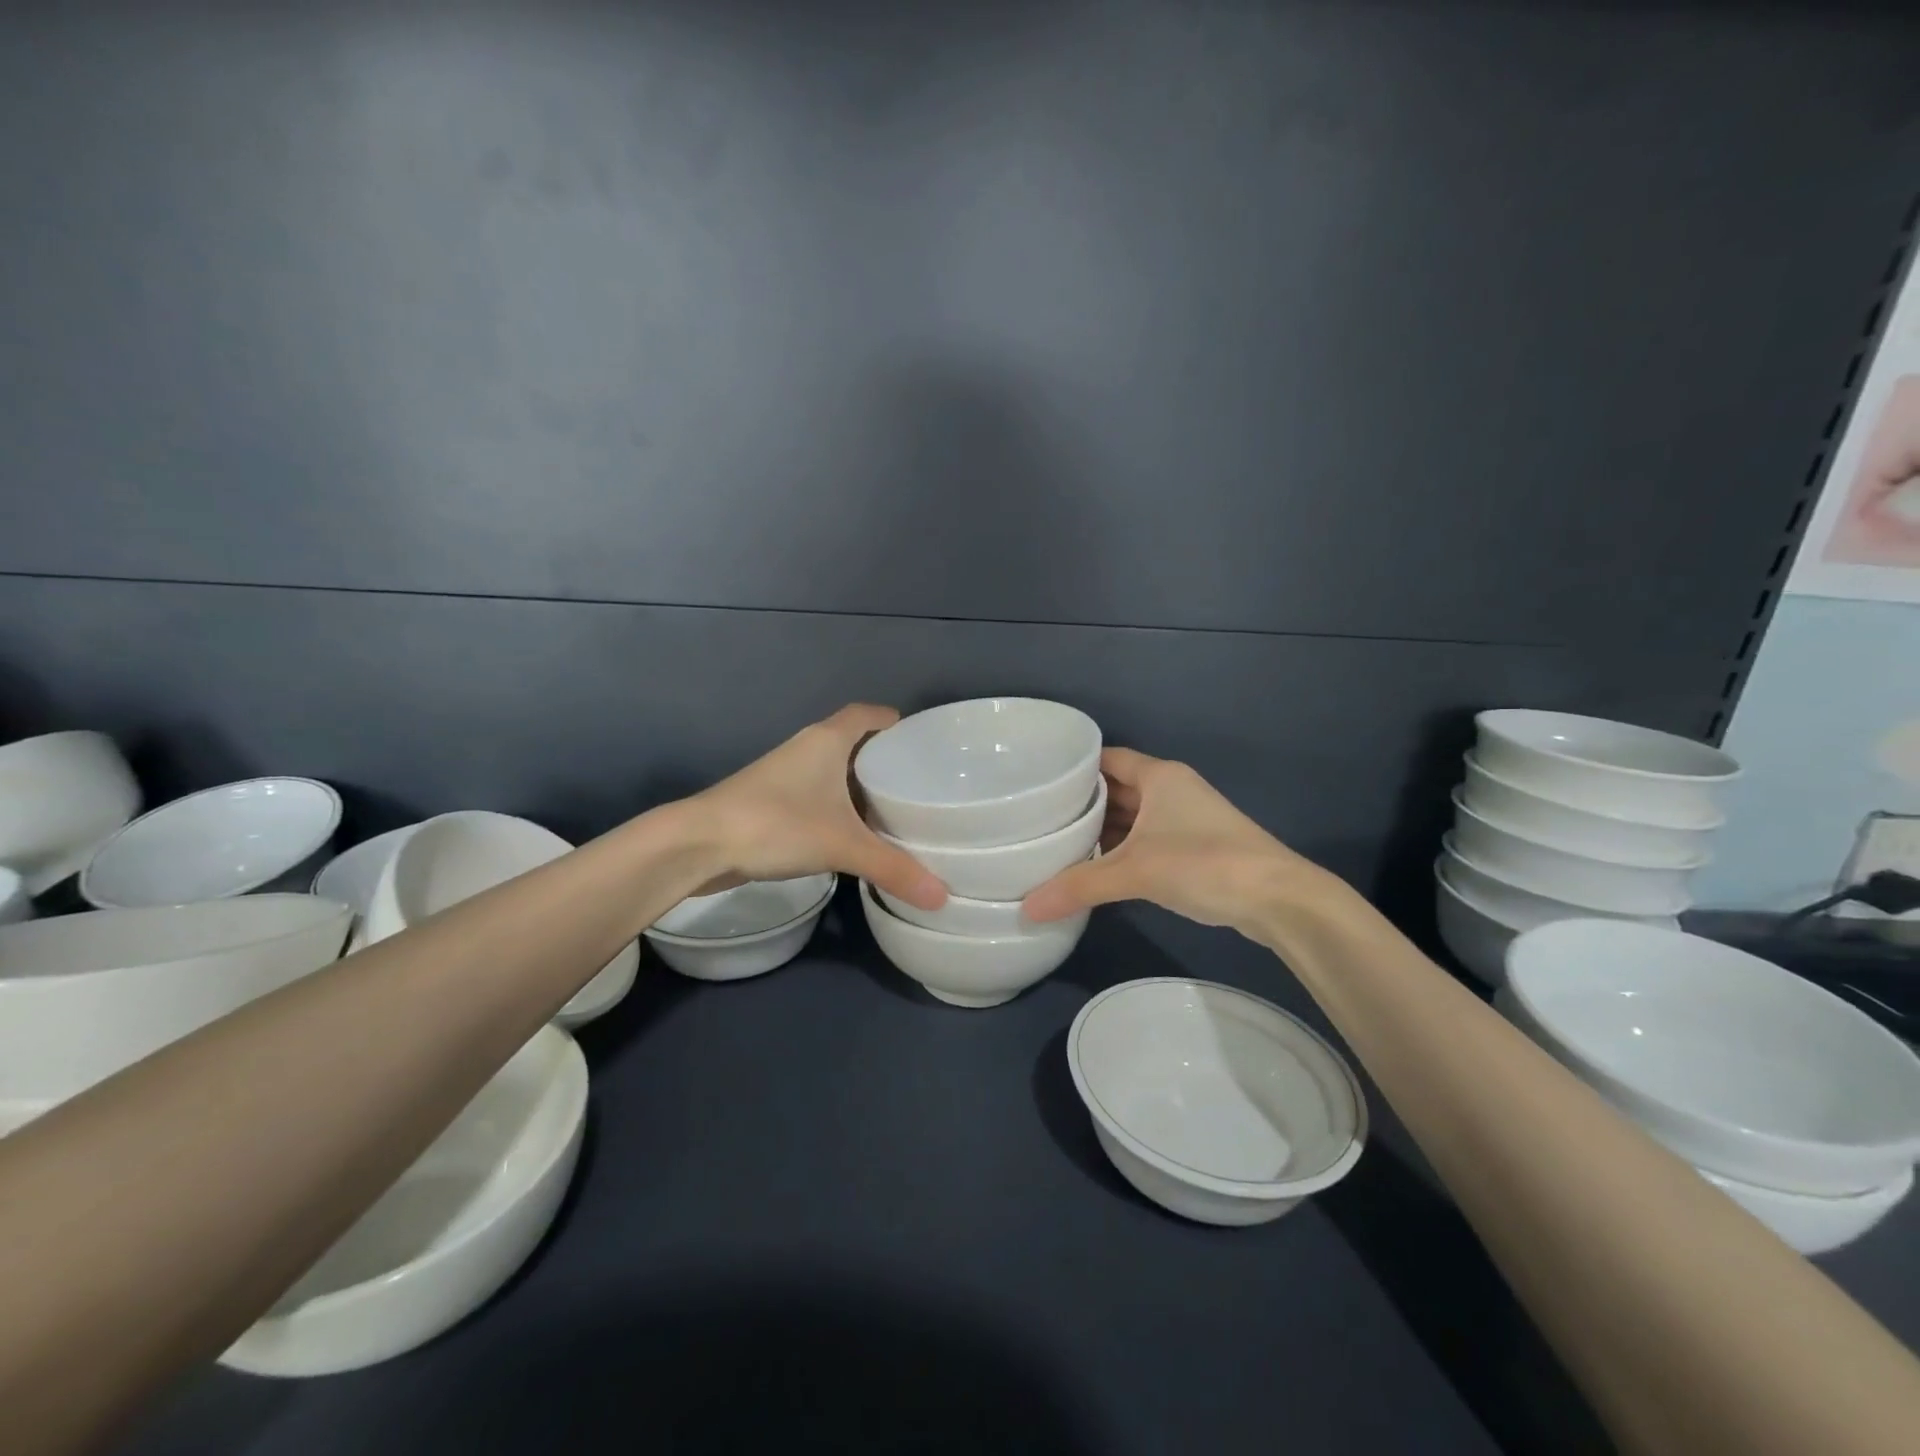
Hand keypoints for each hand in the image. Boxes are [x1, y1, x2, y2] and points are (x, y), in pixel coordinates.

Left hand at [685, 704, 947, 908]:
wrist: (698, 843)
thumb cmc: (776, 825)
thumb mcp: (842, 845)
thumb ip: (893, 869)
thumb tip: (943, 897)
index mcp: (827, 739)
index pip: (868, 714)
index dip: (895, 723)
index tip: (922, 744)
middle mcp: (807, 747)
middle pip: (854, 740)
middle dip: (884, 758)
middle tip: (918, 783)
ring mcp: (785, 773)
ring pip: (833, 768)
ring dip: (859, 784)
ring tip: (894, 809)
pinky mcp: (771, 799)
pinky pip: (817, 792)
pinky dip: (838, 804)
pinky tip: (853, 831)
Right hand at [1021, 747, 1346, 935]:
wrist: (1278, 899)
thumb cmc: (1204, 863)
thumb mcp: (1136, 871)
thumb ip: (1079, 886)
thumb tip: (1026, 909)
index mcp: (1159, 776)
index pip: (1106, 758)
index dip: (1073, 768)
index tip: (1037, 782)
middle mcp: (1172, 790)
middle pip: (1116, 789)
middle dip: (1082, 804)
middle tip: (1037, 818)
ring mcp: (1185, 819)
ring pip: (1132, 818)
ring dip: (1102, 831)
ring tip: (1057, 844)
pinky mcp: (1194, 848)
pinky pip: (1146, 840)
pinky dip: (1122, 851)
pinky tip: (1096, 869)